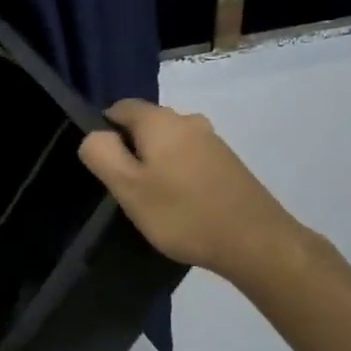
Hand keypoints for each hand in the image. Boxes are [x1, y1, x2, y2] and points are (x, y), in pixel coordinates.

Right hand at [78, 99, 303, 278]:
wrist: (256, 241)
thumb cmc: (182, 213)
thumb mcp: (128, 187)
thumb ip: (102, 154)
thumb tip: (94, 135)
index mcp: (160, 120)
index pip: (119, 108)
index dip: (104, 133)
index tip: (105, 168)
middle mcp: (188, 120)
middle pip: (145, 126)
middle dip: (131, 151)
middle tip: (126, 190)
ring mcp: (212, 141)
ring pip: (169, 144)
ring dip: (156, 166)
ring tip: (154, 203)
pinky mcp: (228, 163)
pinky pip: (190, 160)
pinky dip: (179, 176)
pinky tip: (182, 206)